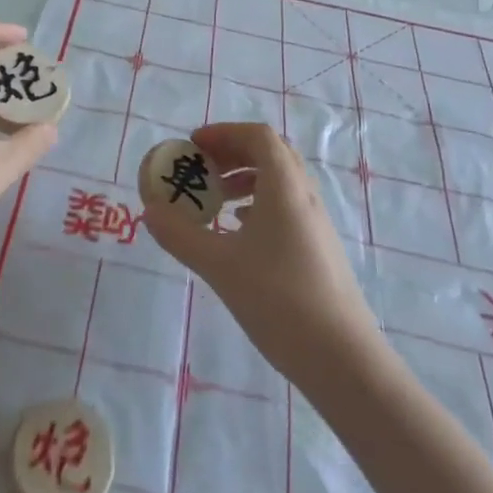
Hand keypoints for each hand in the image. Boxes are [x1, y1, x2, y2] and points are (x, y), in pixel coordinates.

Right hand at [141, 123, 379, 383]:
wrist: (344, 359)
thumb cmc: (280, 300)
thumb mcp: (220, 266)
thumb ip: (181, 235)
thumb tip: (149, 212)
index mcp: (285, 186)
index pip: (257, 136)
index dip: (223, 133)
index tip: (193, 146)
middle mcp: (305, 195)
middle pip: (270, 153)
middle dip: (233, 153)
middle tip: (202, 169)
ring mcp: (316, 223)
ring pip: (280, 181)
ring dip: (246, 179)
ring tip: (216, 200)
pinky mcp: (319, 249)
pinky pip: (286, 207)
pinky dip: (259, 205)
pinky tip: (239, 232)